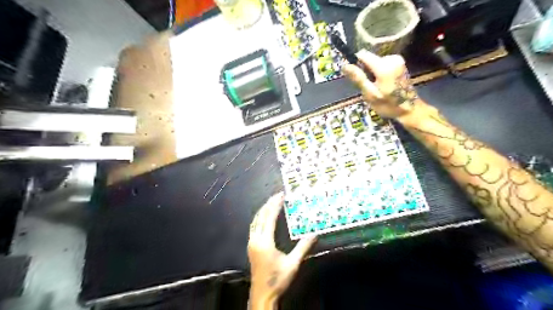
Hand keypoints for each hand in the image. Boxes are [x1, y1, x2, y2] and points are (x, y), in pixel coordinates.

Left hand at [249, 194, 316, 306]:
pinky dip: (259, 217)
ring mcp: (251, 243)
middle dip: (269, 204)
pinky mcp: (251, 246)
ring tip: (272, 202)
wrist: (262, 294)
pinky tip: (264, 216)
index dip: (275, 205)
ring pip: (255, 220)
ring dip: (263, 210)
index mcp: (264, 242)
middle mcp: (256, 239)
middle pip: (261, 216)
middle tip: (277, 195)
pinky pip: (254, 226)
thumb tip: (314, 234)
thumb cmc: (277, 279)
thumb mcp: (293, 264)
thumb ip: (303, 247)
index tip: (281, 196)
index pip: (269, 218)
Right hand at [344, 50, 421, 119]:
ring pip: (375, 62)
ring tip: (376, 87)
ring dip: (372, 73)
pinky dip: (379, 73)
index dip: (355, 63)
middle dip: (365, 71)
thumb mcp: (370, 94)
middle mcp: (392, 58)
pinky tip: (383, 85)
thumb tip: (344, 65)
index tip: (354, 76)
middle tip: (368, 87)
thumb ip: (358, 78)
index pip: (363, 54)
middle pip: (369, 59)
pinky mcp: (400, 63)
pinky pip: (382, 64)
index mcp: (384, 66)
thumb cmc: (388, 105)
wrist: (409, 110)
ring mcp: (398, 60)